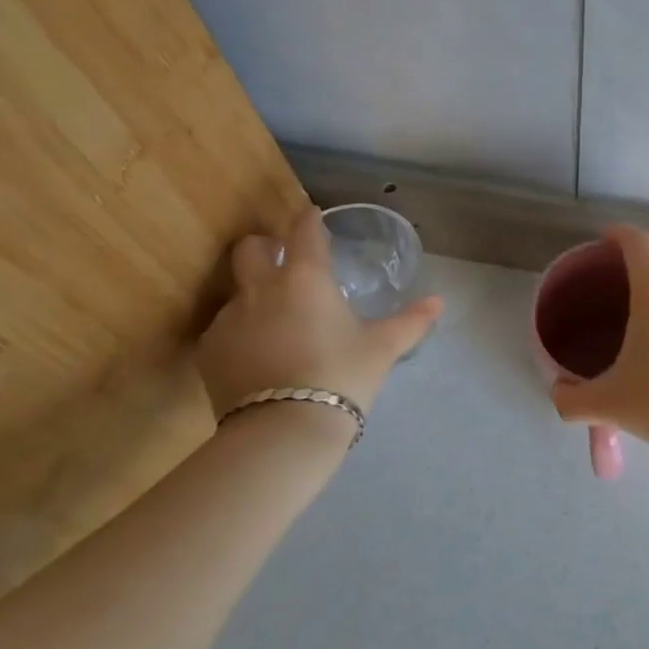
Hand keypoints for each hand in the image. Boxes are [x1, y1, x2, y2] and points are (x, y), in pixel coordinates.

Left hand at [196, 207, 442, 420]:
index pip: (303, 229)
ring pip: (236, 290)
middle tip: (284, 261)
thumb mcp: (382, 348)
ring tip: (274, 320)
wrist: (283, 430)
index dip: (309, 219)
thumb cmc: (341, 376)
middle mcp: (261, 287)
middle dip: (266, 246)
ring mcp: (229, 318)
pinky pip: (224, 328)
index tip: (314, 218)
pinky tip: (257, 356)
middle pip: (251, 247)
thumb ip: (411, 321)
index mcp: (305, 277)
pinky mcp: (209, 351)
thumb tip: (438, 301)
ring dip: (253, 294)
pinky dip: (240, 333)